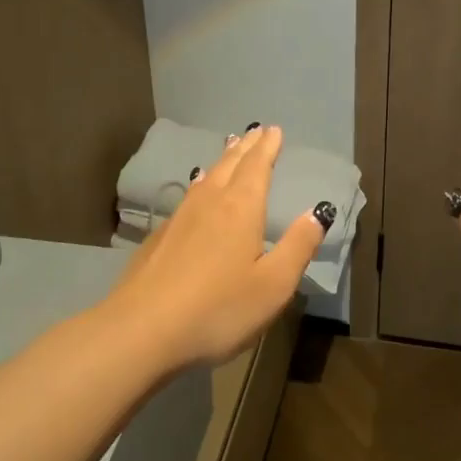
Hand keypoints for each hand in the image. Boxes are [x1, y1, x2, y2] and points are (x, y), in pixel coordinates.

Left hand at [107, 125, 326, 368]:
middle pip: (230, 165)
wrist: (141, 330)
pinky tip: (196, 192)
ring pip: (206, 178)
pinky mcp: (158, 238)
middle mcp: (209, 203)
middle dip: (246, 147)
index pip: (257, 167)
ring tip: (230, 148)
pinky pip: (188, 196)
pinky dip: (201, 184)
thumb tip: (318, 212)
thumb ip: (298, 246)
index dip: (267, 147)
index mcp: (241, 208)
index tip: (274, 129)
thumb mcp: (273, 285)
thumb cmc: (218, 309)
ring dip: (222, 160)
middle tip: (255, 130)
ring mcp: (179, 219)